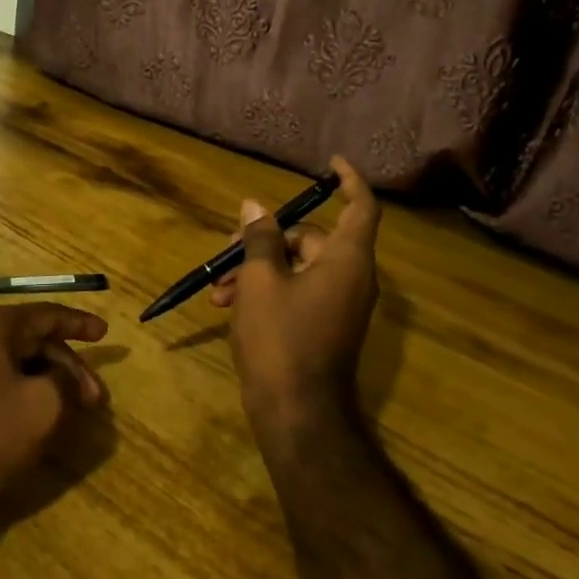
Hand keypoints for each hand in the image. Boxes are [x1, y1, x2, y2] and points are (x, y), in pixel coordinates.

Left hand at [0, 304, 108, 519]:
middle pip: (33, 341)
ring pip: (15, 365)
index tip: (105, 334)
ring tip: (71, 413)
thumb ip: (64, 382)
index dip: (80, 324)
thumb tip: (66, 380)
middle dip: (68, 367)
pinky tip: (37, 421)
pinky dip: (23, 395)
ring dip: (47, 384)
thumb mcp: (42, 405)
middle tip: (95, 399)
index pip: (47, 315)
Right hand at [213, 156, 381, 440]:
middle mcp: (351, 277)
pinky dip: (267, 292)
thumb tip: (255, 206)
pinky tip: (228, 306)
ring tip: (218, 290)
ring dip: (256, 271)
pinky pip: (297, 292)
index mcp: (346, 260)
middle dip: (265, 240)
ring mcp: (339, 304)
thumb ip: (259, 238)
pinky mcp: (325, 326)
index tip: (330, 163)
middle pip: (310, 238)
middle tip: (226, 251)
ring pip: (296, 268)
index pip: (360, 206)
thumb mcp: (260, 281)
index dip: (348, 180)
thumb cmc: (280, 339)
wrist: (297, 416)